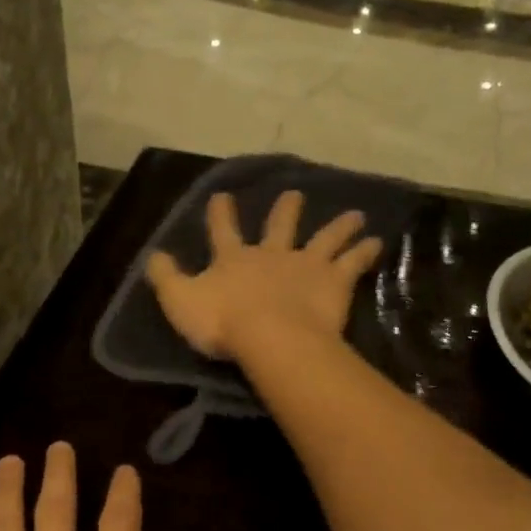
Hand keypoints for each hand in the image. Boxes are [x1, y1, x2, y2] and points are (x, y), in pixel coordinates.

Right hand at [146, 190, 383, 361]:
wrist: (270, 337)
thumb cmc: (223, 322)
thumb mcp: (180, 301)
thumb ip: (166, 277)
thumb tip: (153, 255)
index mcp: (234, 259)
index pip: (223, 230)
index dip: (221, 213)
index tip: (222, 195)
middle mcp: (272, 254)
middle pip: (280, 226)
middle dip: (286, 209)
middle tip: (295, 193)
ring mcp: (305, 265)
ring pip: (324, 239)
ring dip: (339, 226)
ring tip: (356, 215)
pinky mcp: (333, 281)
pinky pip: (352, 262)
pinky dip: (365, 251)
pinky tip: (378, 242)